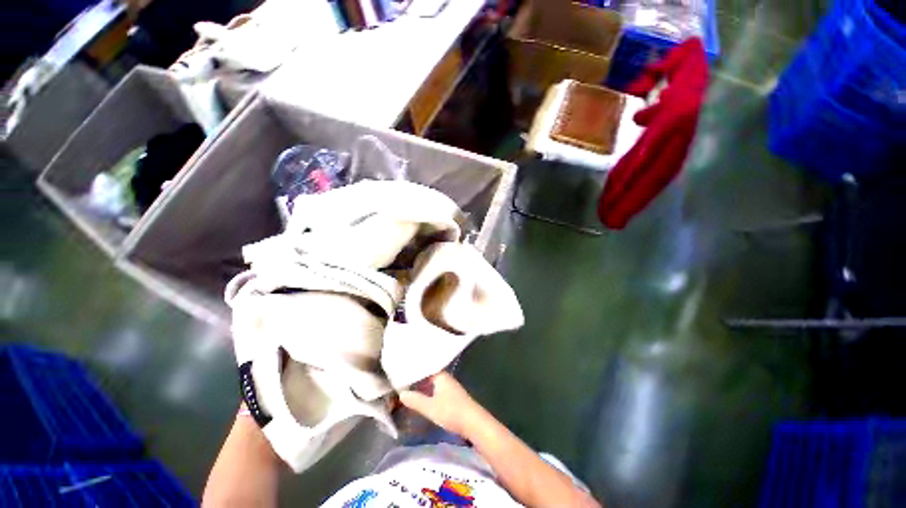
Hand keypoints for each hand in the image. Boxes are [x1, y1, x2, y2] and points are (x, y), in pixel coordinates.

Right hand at [399, 372, 482, 436]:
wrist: (474, 423)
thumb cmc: (451, 411)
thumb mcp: (430, 407)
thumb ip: (415, 400)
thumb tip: (401, 393)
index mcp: (440, 375)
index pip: (424, 368)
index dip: (413, 370)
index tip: (401, 372)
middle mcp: (445, 378)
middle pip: (428, 376)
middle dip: (416, 379)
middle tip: (400, 382)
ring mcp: (450, 387)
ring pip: (432, 384)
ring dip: (422, 387)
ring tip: (407, 390)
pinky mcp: (452, 397)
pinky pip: (436, 391)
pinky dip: (428, 393)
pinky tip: (421, 399)